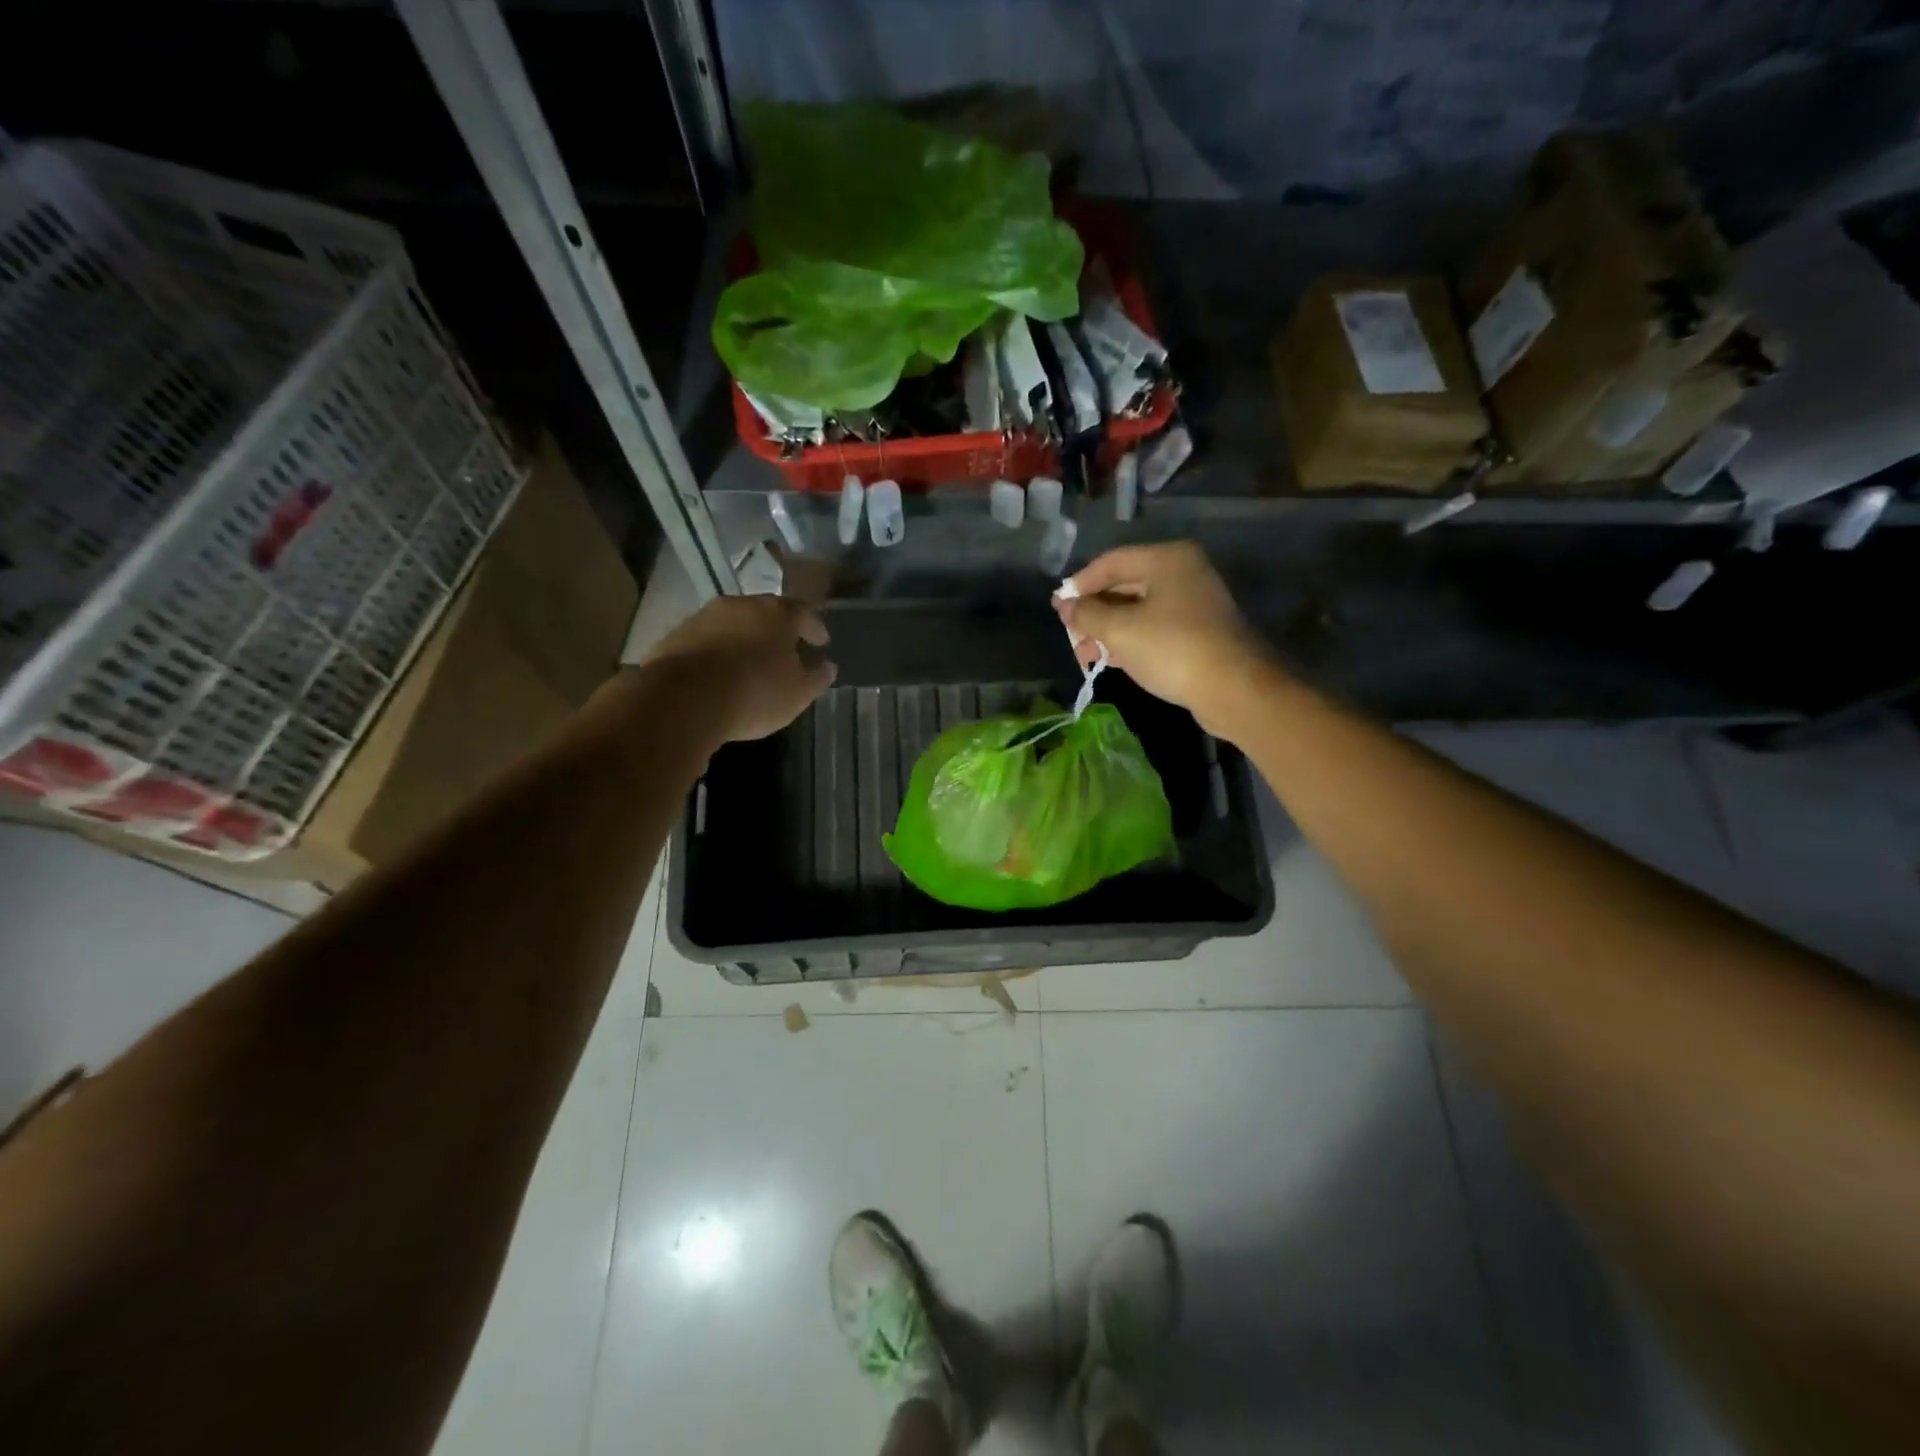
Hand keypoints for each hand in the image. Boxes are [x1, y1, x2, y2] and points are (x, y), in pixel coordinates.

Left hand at [648, 594, 836, 741]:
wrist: (683, 699)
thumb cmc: (755, 692)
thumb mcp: (798, 693)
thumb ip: (817, 677)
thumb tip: (827, 666)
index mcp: (777, 613)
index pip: (804, 611)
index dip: (814, 627)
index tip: (821, 641)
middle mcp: (740, 605)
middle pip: (765, 613)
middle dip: (776, 630)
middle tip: (785, 650)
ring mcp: (704, 617)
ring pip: (732, 624)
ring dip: (743, 640)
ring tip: (750, 663)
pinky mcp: (675, 635)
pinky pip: (706, 641)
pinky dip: (717, 652)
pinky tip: (718, 673)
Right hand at [1053, 542, 1278, 737]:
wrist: (1234, 689)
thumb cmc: (1172, 649)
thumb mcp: (1119, 631)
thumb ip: (1087, 615)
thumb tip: (1065, 606)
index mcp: (1167, 559)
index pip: (1110, 562)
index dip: (1079, 585)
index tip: (1057, 610)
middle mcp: (1183, 572)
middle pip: (1125, 585)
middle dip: (1094, 612)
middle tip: (1071, 636)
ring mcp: (1194, 601)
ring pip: (1138, 609)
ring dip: (1109, 630)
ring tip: (1086, 656)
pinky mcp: (1199, 630)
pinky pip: (1155, 626)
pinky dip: (1131, 639)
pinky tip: (1112, 660)